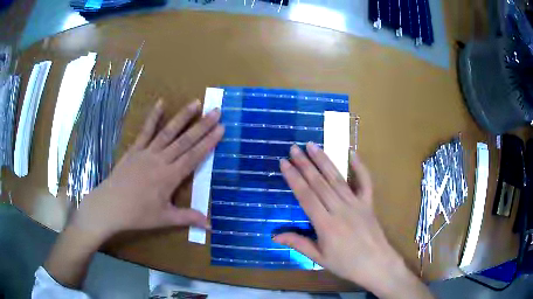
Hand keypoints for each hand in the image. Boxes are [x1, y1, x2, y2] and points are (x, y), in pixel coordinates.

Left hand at [71, 99, 224, 241]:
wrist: (110, 206)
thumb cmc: (138, 214)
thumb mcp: (164, 219)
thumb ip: (188, 218)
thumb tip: (210, 225)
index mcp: (170, 177)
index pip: (194, 156)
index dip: (209, 142)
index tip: (221, 128)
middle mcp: (160, 160)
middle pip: (185, 141)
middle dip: (202, 125)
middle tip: (216, 111)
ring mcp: (146, 152)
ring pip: (168, 132)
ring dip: (182, 117)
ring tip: (195, 103)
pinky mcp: (135, 149)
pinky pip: (145, 131)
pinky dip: (153, 117)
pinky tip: (161, 103)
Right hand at [274, 143, 431, 297]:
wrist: (376, 264)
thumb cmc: (346, 264)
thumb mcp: (319, 258)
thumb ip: (298, 244)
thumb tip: (274, 236)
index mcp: (326, 224)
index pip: (306, 196)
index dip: (294, 178)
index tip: (284, 163)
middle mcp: (340, 209)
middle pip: (320, 183)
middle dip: (305, 164)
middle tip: (294, 148)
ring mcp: (356, 204)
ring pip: (337, 179)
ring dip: (324, 161)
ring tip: (313, 146)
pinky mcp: (368, 203)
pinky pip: (365, 182)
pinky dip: (360, 166)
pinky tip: (352, 152)